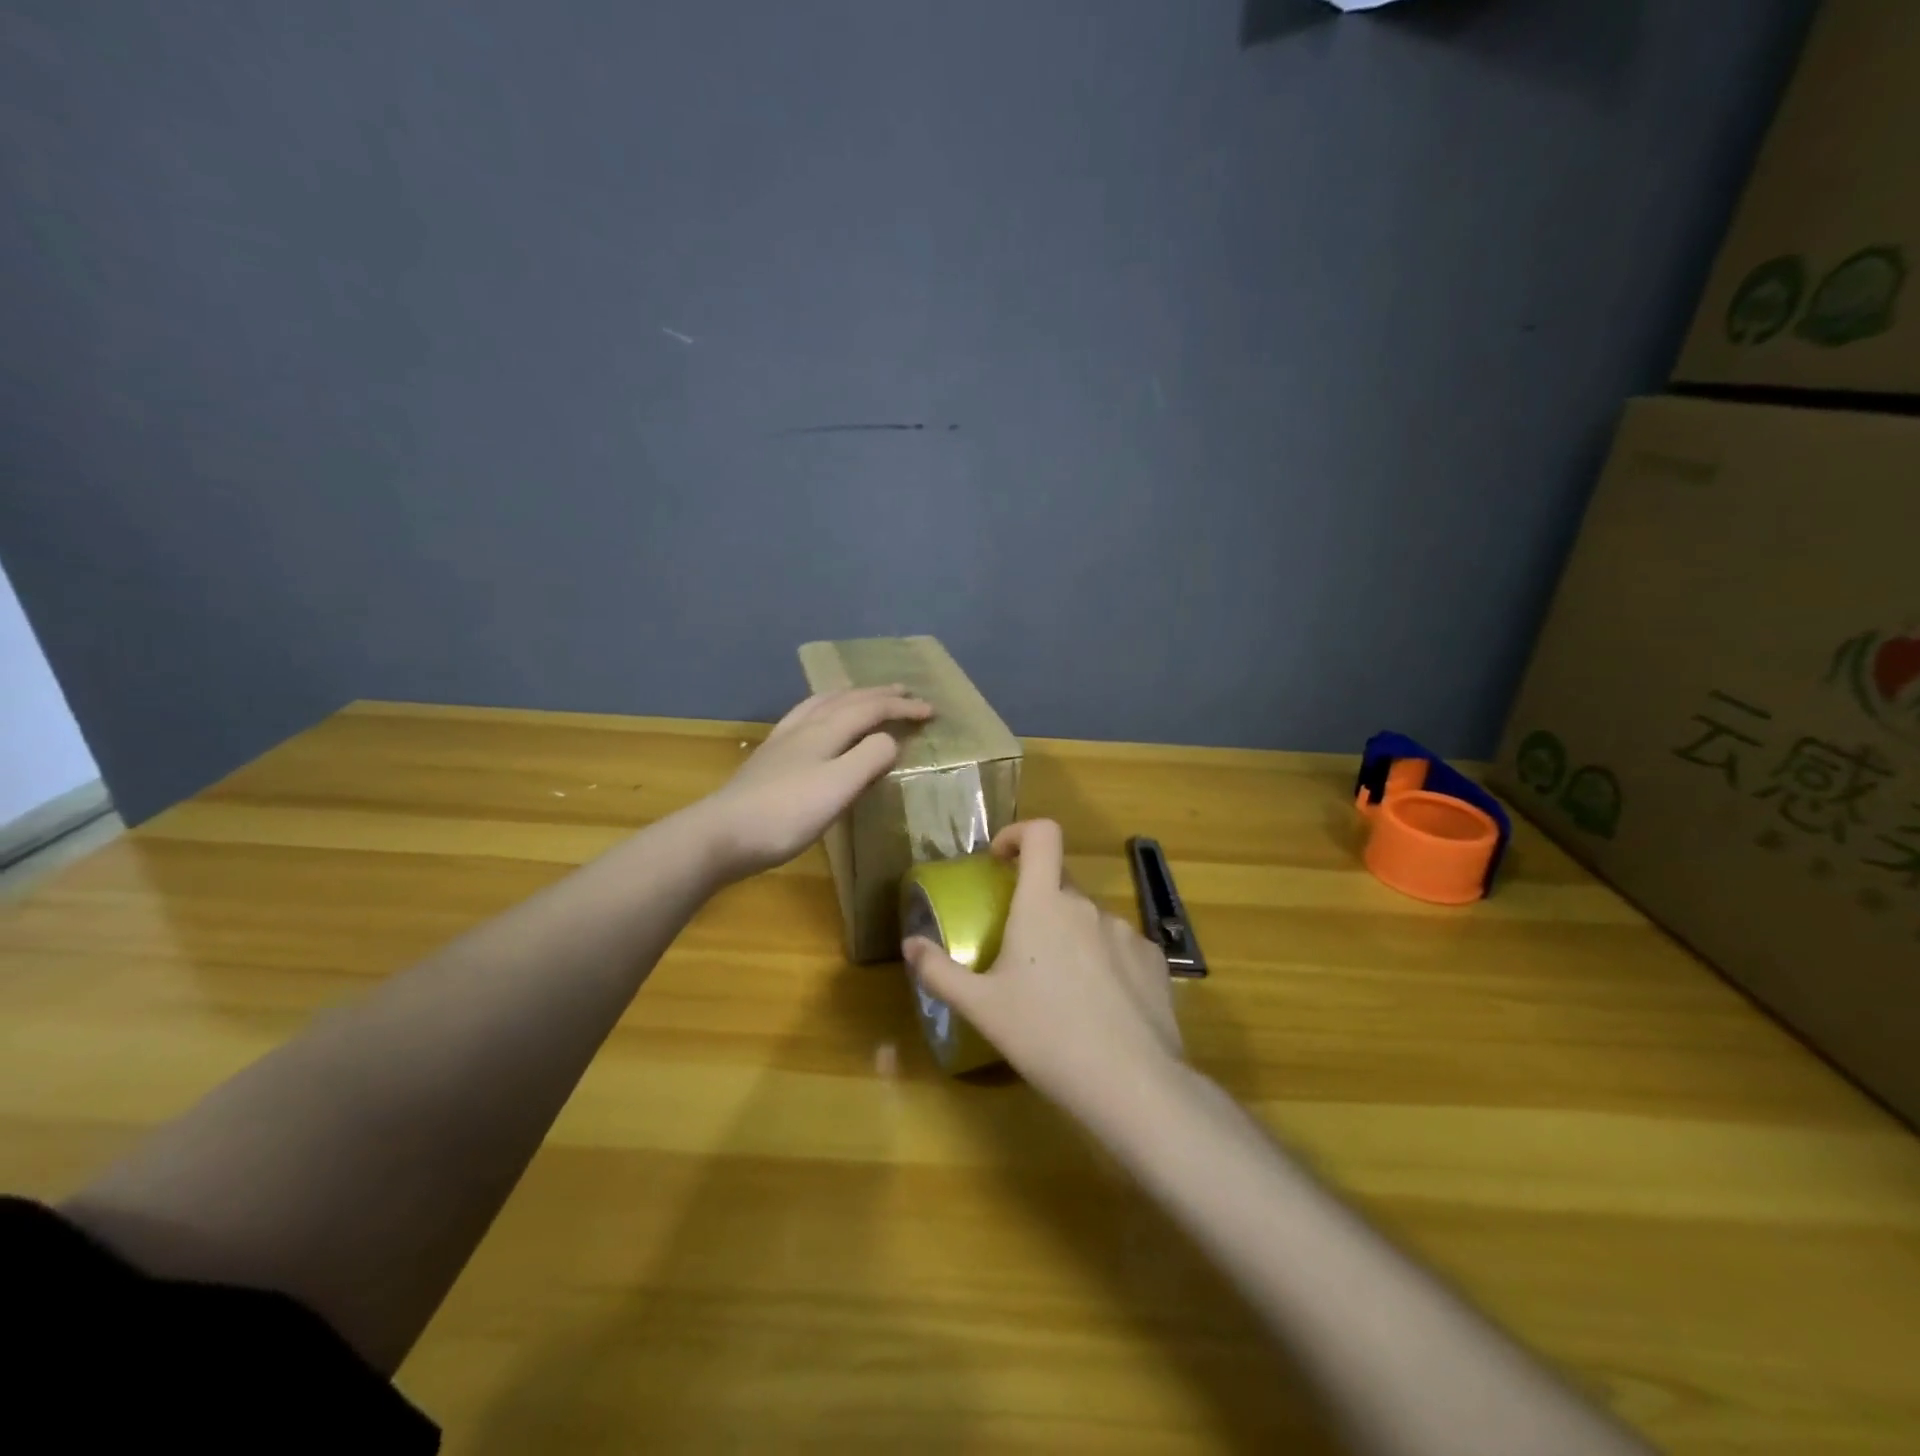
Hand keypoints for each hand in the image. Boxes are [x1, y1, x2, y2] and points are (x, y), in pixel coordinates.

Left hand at [701, 686, 933, 878]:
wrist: (723, 833)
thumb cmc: (787, 813)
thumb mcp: (839, 787)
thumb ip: (869, 758)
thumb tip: (890, 741)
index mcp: (826, 731)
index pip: (872, 709)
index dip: (902, 708)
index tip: (931, 712)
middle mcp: (805, 726)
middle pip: (847, 700)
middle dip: (879, 695)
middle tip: (905, 692)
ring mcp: (783, 740)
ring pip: (822, 704)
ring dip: (850, 696)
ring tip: (863, 696)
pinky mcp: (769, 757)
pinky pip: (805, 717)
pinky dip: (824, 709)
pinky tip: (817, 722)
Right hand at [904, 820, 1182, 1116]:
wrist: (1130, 1083)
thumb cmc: (1045, 1036)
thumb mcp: (982, 1008)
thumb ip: (940, 972)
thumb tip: (909, 945)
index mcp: (1045, 904)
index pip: (1042, 834)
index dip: (1019, 834)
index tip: (1001, 860)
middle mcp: (1087, 906)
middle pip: (1060, 883)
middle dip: (1037, 902)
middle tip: (1020, 948)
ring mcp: (1127, 931)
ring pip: (1089, 919)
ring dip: (1071, 936)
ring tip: (1061, 989)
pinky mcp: (1155, 960)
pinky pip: (1121, 946)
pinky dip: (1104, 961)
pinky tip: (1100, 1006)